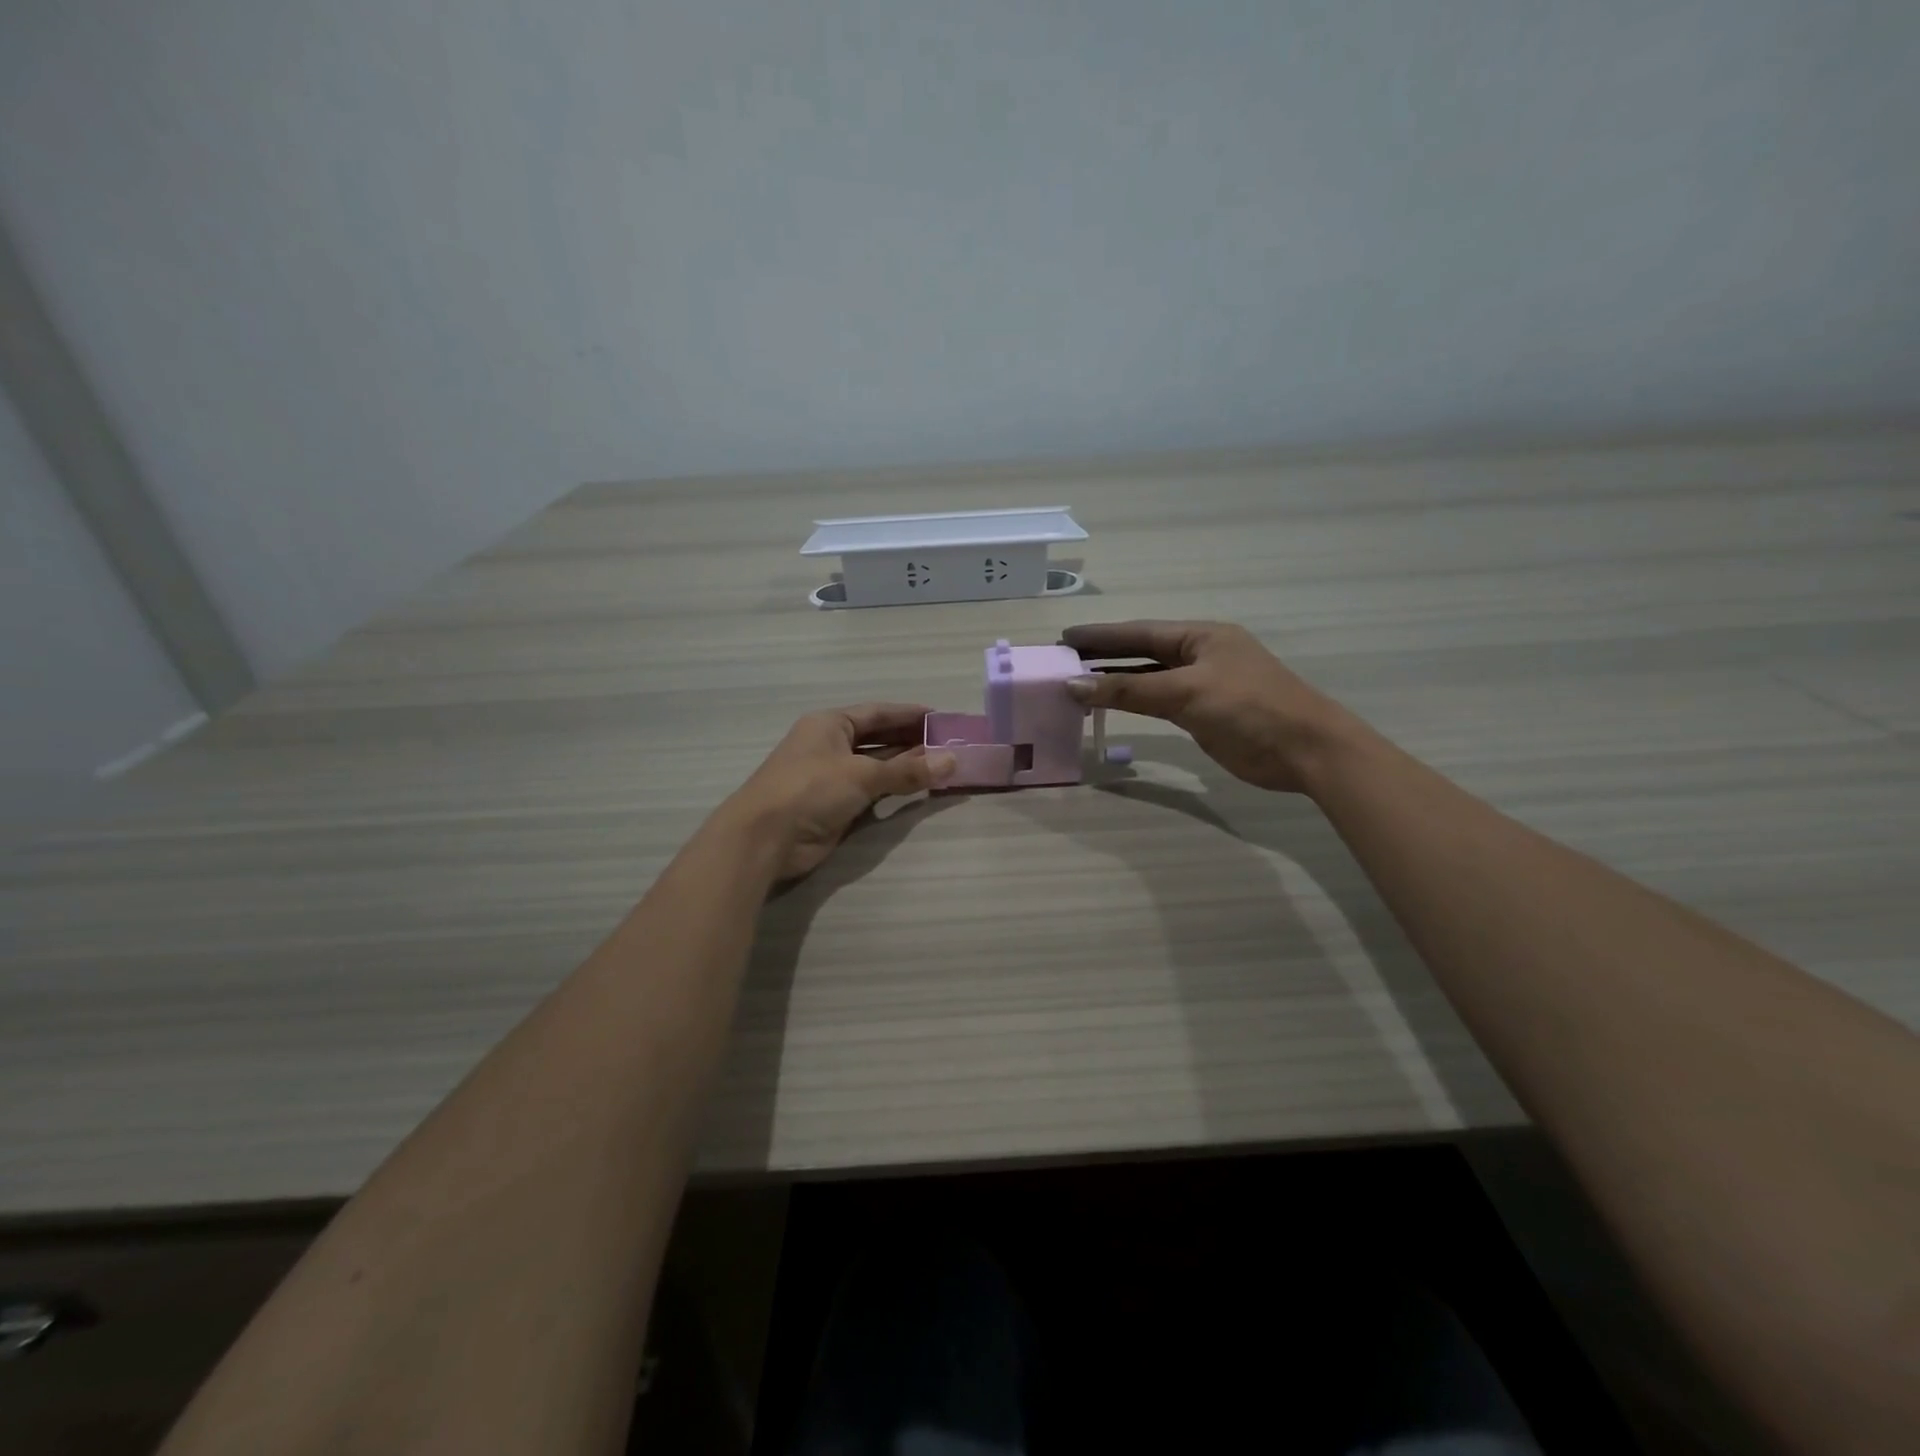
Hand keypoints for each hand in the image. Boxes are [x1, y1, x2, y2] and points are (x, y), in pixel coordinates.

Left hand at [722, 704, 955, 879]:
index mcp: (830, 724)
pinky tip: (918, 789)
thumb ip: (908, 770)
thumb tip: (952, 761)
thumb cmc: (810, 789)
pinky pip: (871, 791)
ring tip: (943, 765)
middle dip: (912, 741)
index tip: (941, 718)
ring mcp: (831, 776)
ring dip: (906, 766)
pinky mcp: (834, 805)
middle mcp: (830, 745)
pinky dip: (894, 789)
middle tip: (949, 743)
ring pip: (876, 766)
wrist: (765, 837)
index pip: (878, 713)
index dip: (909, 714)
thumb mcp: (862, 775)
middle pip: (878, 738)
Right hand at [1061, 620, 1359, 793]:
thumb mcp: (1186, 693)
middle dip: (1103, 656)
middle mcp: (1200, 655)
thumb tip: (1075, 685)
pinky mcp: (1204, 714)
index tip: (1064, 638)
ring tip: (1076, 683)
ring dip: (1115, 681)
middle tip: (1062, 660)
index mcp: (1201, 637)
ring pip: (1148, 678)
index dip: (1101, 636)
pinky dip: (1134, 702)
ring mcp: (1203, 685)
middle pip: (1141, 652)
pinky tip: (1111, 704)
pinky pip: (1159, 701)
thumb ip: (1129, 690)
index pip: (1140, 632)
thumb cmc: (1249, 708)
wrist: (1305, 750)